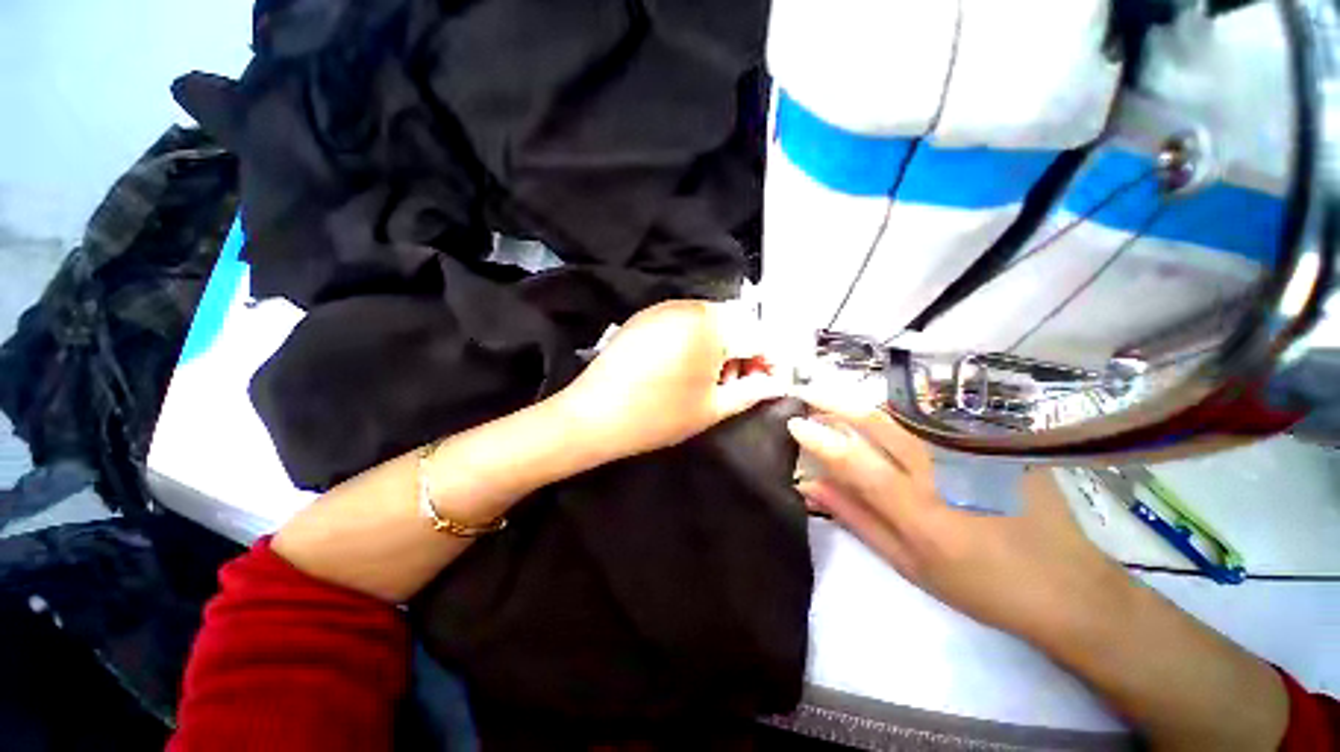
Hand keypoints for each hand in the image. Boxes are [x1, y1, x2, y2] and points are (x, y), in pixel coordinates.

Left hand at [557, 300, 785, 459]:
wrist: (594, 415)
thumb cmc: (659, 416)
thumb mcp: (713, 408)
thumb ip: (752, 391)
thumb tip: (777, 383)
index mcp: (712, 325)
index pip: (758, 335)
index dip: (769, 360)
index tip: (767, 382)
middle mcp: (690, 306)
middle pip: (735, 323)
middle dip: (743, 352)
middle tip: (736, 383)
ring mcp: (664, 307)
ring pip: (710, 321)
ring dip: (721, 346)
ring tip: (710, 379)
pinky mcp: (646, 316)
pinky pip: (685, 321)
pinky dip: (696, 340)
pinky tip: (685, 367)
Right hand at [788, 397, 1125, 643]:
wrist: (1066, 585)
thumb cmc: (978, 585)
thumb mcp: (907, 564)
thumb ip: (856, 518)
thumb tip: (812, 486)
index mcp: (914, 508)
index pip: (851, 459)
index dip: (818, 437)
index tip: (795, 422)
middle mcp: (940, 471)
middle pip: (876, 420)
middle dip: (835, 400)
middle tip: (809, 390)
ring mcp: (971, 450)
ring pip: (904, 411)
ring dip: (865, 401)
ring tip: (840, 399)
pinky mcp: (995, 442)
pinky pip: (938, 416)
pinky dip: (903, 410)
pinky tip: (893, 413)